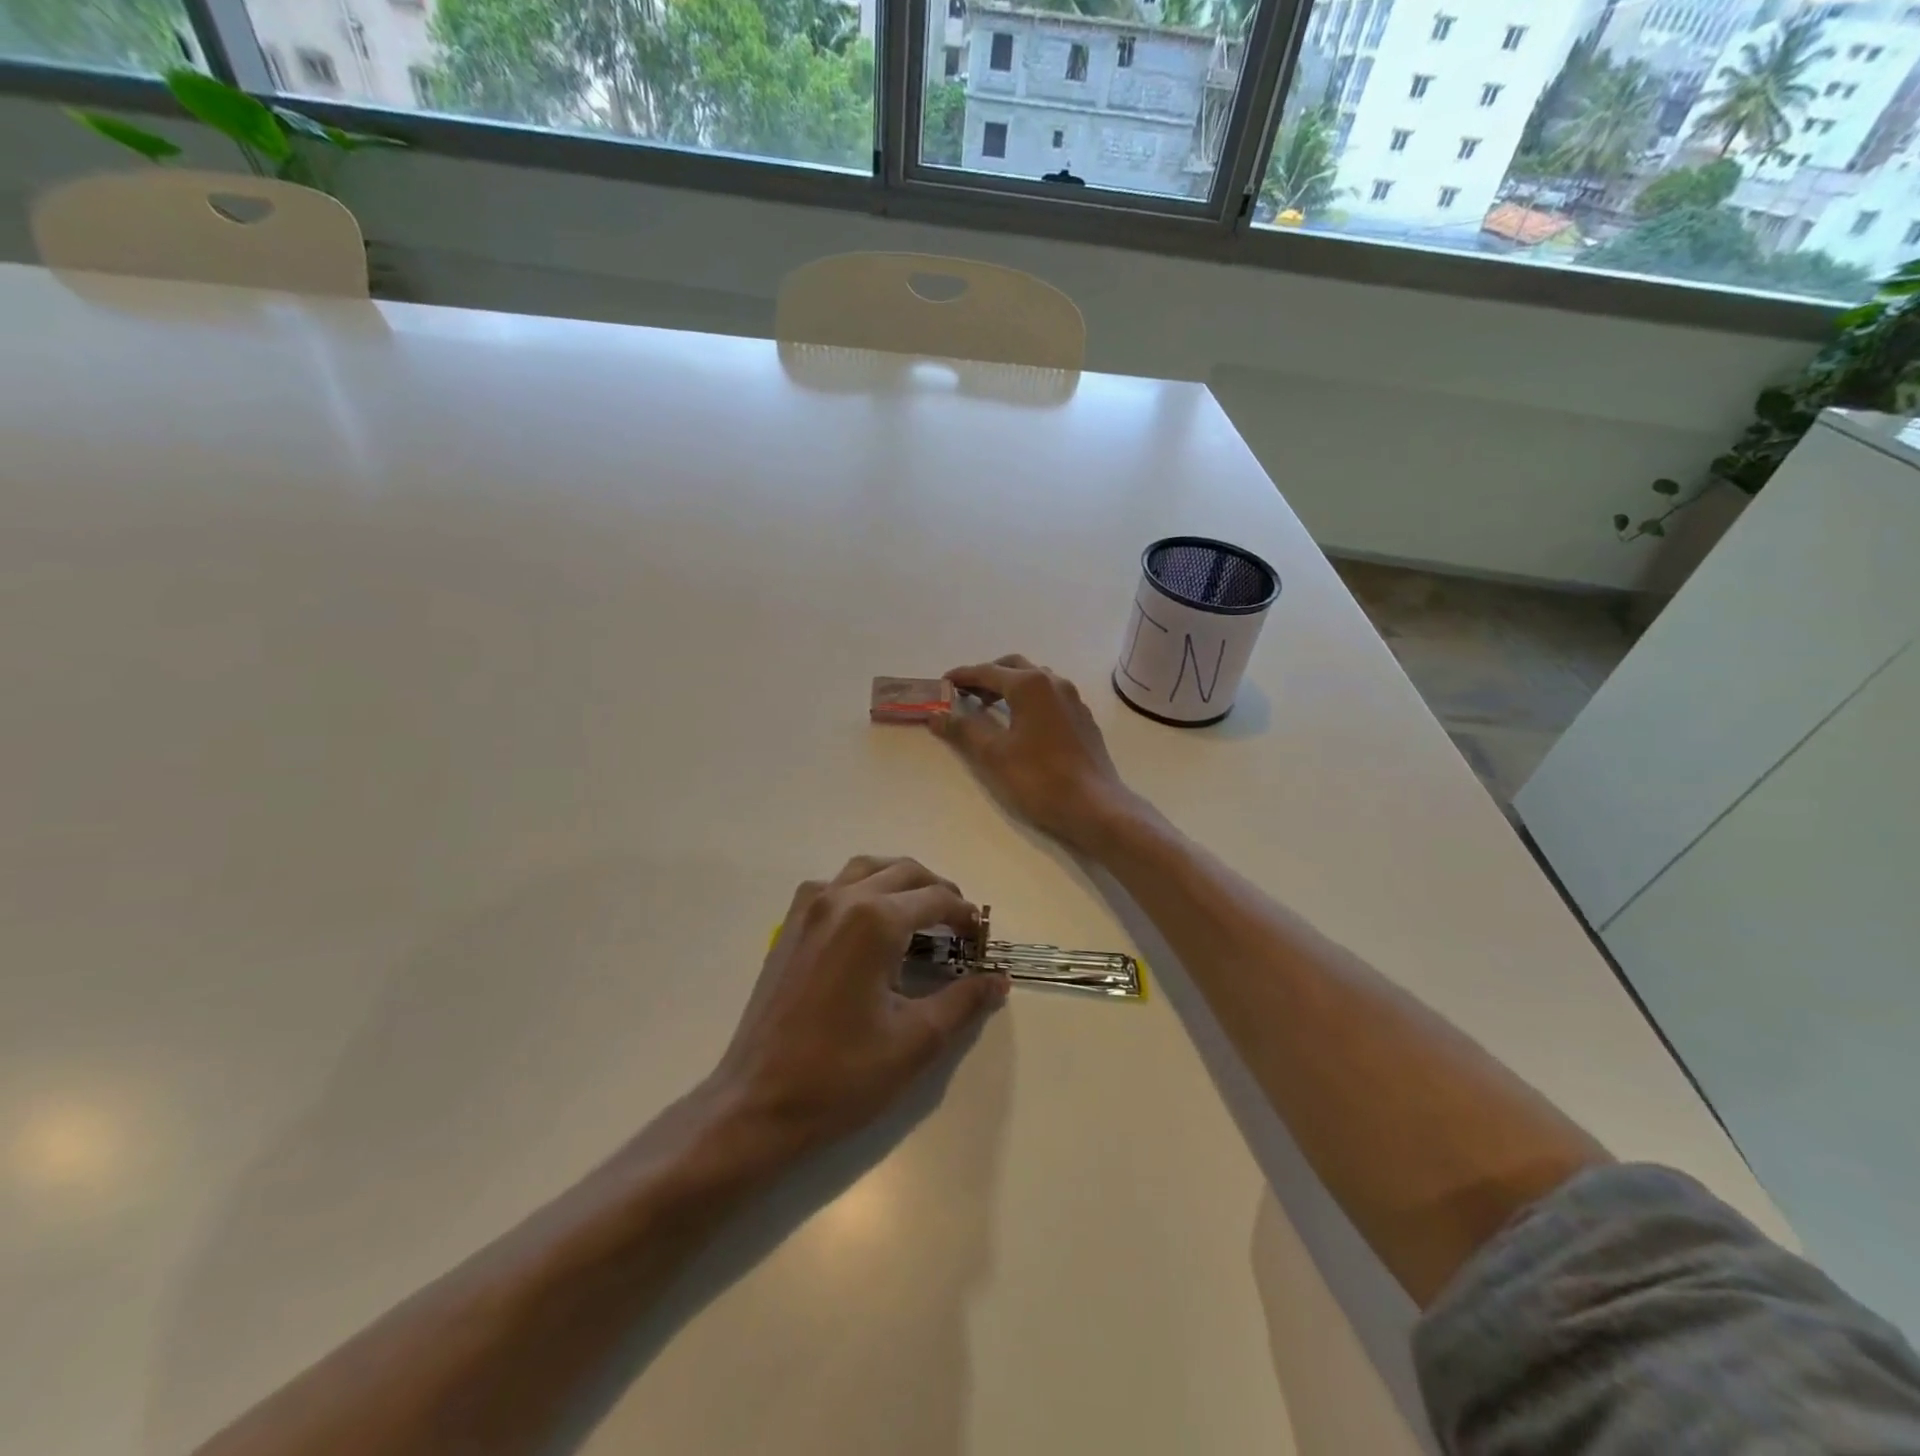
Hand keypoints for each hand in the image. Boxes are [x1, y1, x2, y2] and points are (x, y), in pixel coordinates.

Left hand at [711, 857, 1008, 1152]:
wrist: (758, 1103)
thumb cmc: (841, 1074)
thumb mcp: (915, 1040)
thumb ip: (963, 1001)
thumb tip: (998, 980)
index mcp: (874, 920)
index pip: (936, 899)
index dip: (967, 916)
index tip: (982, 941)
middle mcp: (841, 899)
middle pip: (904, 872)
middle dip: (939, 891)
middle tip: (960, 926)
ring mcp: (809, 908)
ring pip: (867, 868)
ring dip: (901, 881)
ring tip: (923, 913)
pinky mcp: (790, 925)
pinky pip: (835, 885)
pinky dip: (865, 888)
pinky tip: (873, 924)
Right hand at [931, 655, 1137, 852]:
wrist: (1095, 806)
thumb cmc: (1039, 778)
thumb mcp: (993, 754)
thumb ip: (963, 730)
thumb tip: (937, 715)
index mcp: (1030, 685)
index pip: (987, 672)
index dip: (962, 677)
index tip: (943, 683)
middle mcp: (1054, 682)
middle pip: (1014, 667)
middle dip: (987, 676)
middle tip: (965, 695)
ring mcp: (1073, 699)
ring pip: (1035, 679)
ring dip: (1010, 686)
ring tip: (990, 708)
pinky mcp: (1083, 719)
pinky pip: (1050, 696)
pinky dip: (1029, 699)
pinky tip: (1021, 724)